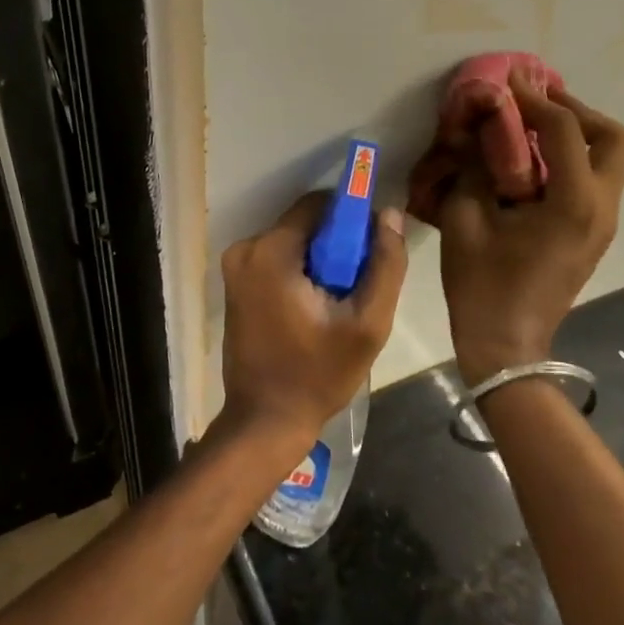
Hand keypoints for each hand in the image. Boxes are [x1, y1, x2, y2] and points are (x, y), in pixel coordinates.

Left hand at [219, 192, 408, 455]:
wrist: (266, 420)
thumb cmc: (319, 373)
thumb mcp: (367, 323)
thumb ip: (385, 264)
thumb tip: (388, 213)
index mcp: (271, 250)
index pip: (319, 204)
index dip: (351, 220)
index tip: (369, 252)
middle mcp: (245, 249)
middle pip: (305, 224)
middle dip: (335, 246)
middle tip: (354, 288)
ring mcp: (235, 267)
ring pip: (292, 243)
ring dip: (319, 262)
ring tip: (336, 305)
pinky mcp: (234, 285)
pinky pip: (277, 260)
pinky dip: (299, 274)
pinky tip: (313, 309)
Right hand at [437, 82, 623, 384]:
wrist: (506, 345)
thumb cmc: (481, 285)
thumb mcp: (465, 218)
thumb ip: (473, 166)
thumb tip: (479, 129)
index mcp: (573, 203)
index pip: (563, 130)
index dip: (534, 98)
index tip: (509, 78)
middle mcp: (601, 208)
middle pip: (613, 139)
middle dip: (577, 111)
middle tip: (536, 103)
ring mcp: (603, 223)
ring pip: (610, 159)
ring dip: (577, 133)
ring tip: (532, 125)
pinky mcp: (593, 234)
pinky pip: (595, 180)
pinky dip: (572, 158)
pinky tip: (533, 161)